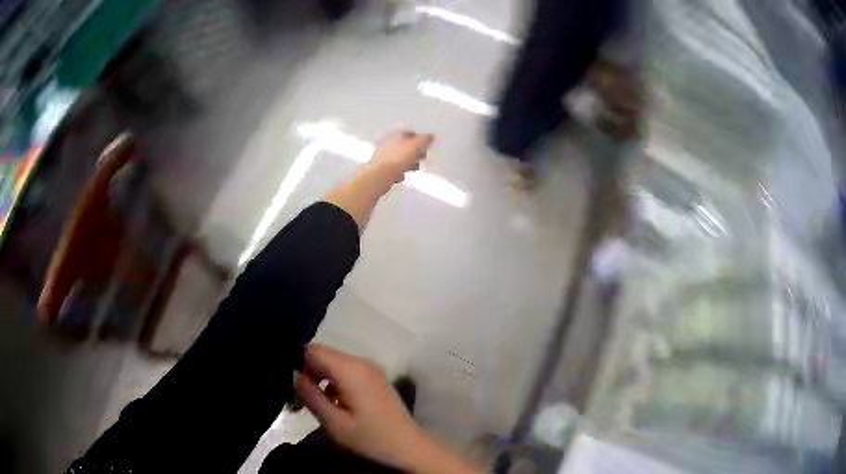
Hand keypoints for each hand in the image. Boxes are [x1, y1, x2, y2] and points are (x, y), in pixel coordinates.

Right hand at [294, 345, 422, 468]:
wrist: (408, 447)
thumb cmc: (370, 437)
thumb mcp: (334, 423)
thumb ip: (311, 396)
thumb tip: (295, 375)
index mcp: (350, 369)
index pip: (313, 350)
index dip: (299, 365)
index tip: (295, 387)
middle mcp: (361, 361)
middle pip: (323, 356)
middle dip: (309, 374)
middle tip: (302, 400)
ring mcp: (371, 369)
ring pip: (334, 364)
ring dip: (321, 380)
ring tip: (317, 405)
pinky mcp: (375, 378)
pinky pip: (347, 371)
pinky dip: (335, 383)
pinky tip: (335, 404)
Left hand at [368, 131, 434, 180]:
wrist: (380, 175)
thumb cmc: (399, 158)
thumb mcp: (417, 145)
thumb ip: (426, 139)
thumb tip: (431, 136)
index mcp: (395, 134)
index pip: (409, 133)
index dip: (419, 139)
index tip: (426, 146)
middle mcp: (386, 142)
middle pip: (404, 146)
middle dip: (414, 152)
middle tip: (422, 158)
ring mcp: (381, 155)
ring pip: (398, 157)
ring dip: (407, 163)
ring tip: (414, 168)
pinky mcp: (379, 168)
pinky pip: (392, 168)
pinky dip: (398, 171)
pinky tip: (401, 176)